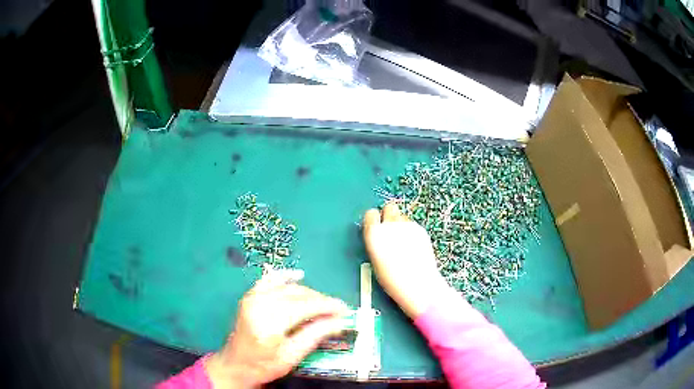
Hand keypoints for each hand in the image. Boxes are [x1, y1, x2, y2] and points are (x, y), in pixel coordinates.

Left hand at [206, 270, 349, 388]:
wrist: (235, 364)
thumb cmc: (264, 365)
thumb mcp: (292, 356)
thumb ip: (315, 335)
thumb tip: (339, 321)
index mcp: (270, 321)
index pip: (306, 306)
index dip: (328, 306)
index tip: (345, 310)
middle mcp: (260, 303)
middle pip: (299, 295)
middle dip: (321, 300)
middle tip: (338, 310)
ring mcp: (253, 297)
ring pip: (288, 288)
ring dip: (309, 293)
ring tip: (323, 304)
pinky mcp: (250, 296)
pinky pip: (270, 280)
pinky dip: (285, 277)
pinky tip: (298, 276)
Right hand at [363, 202, 451, 317]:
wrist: (418, 284)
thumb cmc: (392, 279)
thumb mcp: (375, 260)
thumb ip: (376, 242)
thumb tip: (379, 235)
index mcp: (374, 234)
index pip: (370, 213)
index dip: (373, 220)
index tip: (375, 228)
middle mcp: (390, 225)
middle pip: (389, 207)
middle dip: (388, 215)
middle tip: (390, 230)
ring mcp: (408, 225)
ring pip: (402, 216)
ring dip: (400, 225)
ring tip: (403, 243)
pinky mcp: (421, 230)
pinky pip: (412, 225)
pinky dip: (411, 232)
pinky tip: (413, 247)